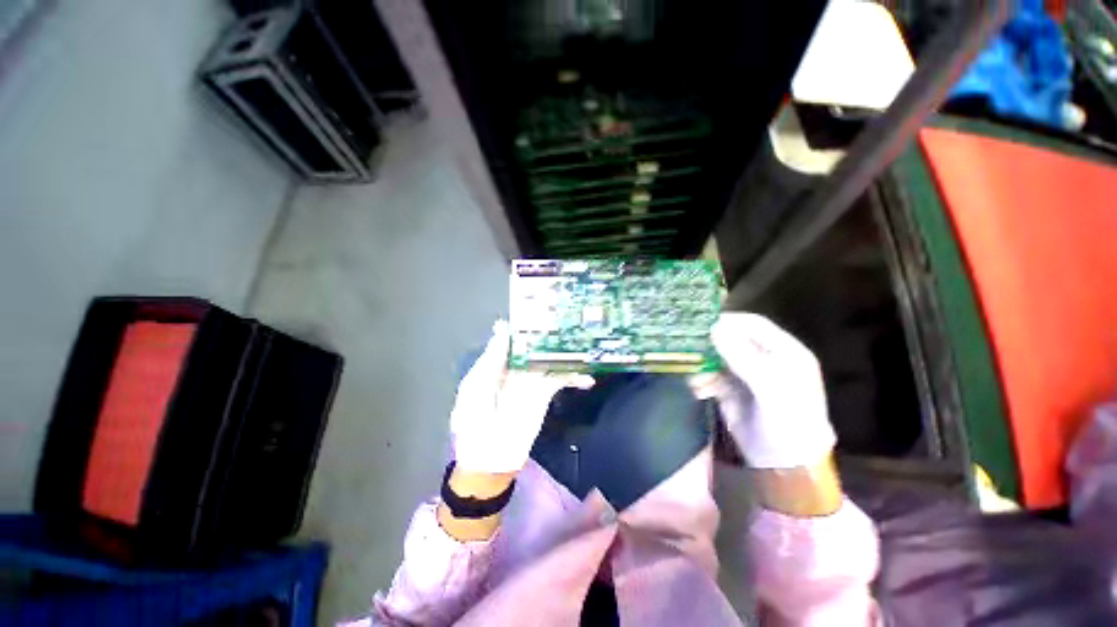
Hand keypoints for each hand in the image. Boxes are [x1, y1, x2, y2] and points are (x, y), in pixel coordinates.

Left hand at [450, 320, 593, 473]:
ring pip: (550, 359)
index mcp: (497, 362)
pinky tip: (588, 378)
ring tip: (584, 340)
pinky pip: (560, 380)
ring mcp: (532, 380)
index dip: (525, 323)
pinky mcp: (544, 394)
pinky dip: (574, 377)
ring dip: (566, 352)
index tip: (542, 308)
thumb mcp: (477, 386)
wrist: (490, 459)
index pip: (513, 337)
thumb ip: (492, 358)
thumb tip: (502, 327)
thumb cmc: (475, 421)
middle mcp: (516, 366)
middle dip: (550, 333)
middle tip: (569, 318)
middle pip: (535, 345)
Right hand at [691, 313, 834, 469]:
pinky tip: (698, 391)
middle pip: (731, 340)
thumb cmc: (789, 423)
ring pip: (716, 359)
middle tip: (688, 347)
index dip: (728, 321)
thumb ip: (743, 356)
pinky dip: (702, 381)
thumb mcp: (771, 387)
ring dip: (703, 366)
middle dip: (710, 344)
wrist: (785, 467)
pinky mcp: (730, 391)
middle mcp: (764, 360)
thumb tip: (714, 328)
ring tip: (696, 378)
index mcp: (784, 352)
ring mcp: (745, 376)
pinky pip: (710, 377)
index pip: (754, 324)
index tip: (702, 324)